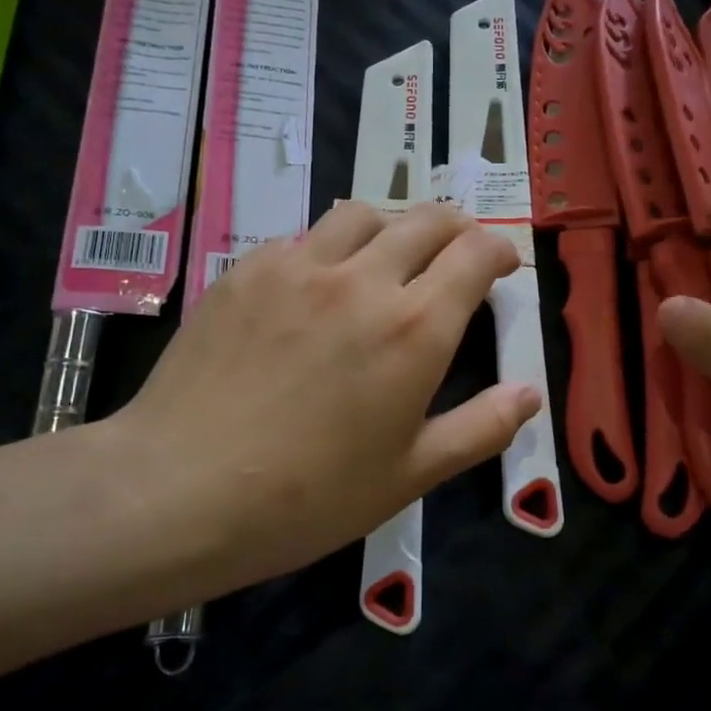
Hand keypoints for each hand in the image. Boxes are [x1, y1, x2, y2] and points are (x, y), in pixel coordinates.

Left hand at [99, 202, 540, 591]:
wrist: (180, 490)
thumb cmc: (308, 496)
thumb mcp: (410, 475)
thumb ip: (481, 428)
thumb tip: (530, 394)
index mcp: (414, 327)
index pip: (475, 253)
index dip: (499, 249)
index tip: (503, 265)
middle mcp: (362, 279)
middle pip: (425, 220)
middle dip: (457, 228)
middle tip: (459, 253)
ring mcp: (297, 267)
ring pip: (362, 214)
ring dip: (393, 227)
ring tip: (390, 258)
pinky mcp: (246, 270)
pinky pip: (303, 238)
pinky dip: (330, 248)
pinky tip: (317, 286)